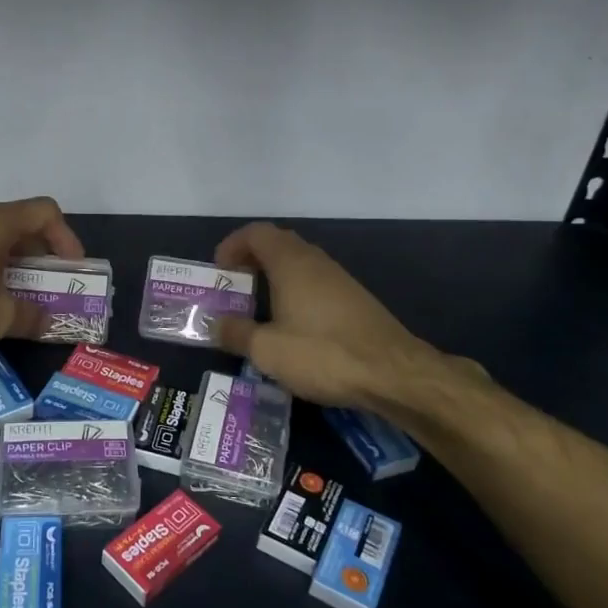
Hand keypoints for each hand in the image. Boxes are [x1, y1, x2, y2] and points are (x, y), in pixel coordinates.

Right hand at [212, 222, 433, 408]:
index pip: (257, 233)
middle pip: (278, 244)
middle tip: (235, 287)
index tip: (219, 270)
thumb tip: (214, 323)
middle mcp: (316, 262)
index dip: (233, 245)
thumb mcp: (267, 350)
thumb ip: (236, 333)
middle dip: (252, 260)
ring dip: (275, 277)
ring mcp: (340, 279)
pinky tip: (292, 325)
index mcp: (291, 263)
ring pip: (299, 264)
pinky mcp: (355, 300)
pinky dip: (296, 292)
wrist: (394, 374)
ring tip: (258, 307)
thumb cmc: (323, 354)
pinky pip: (316, 283)